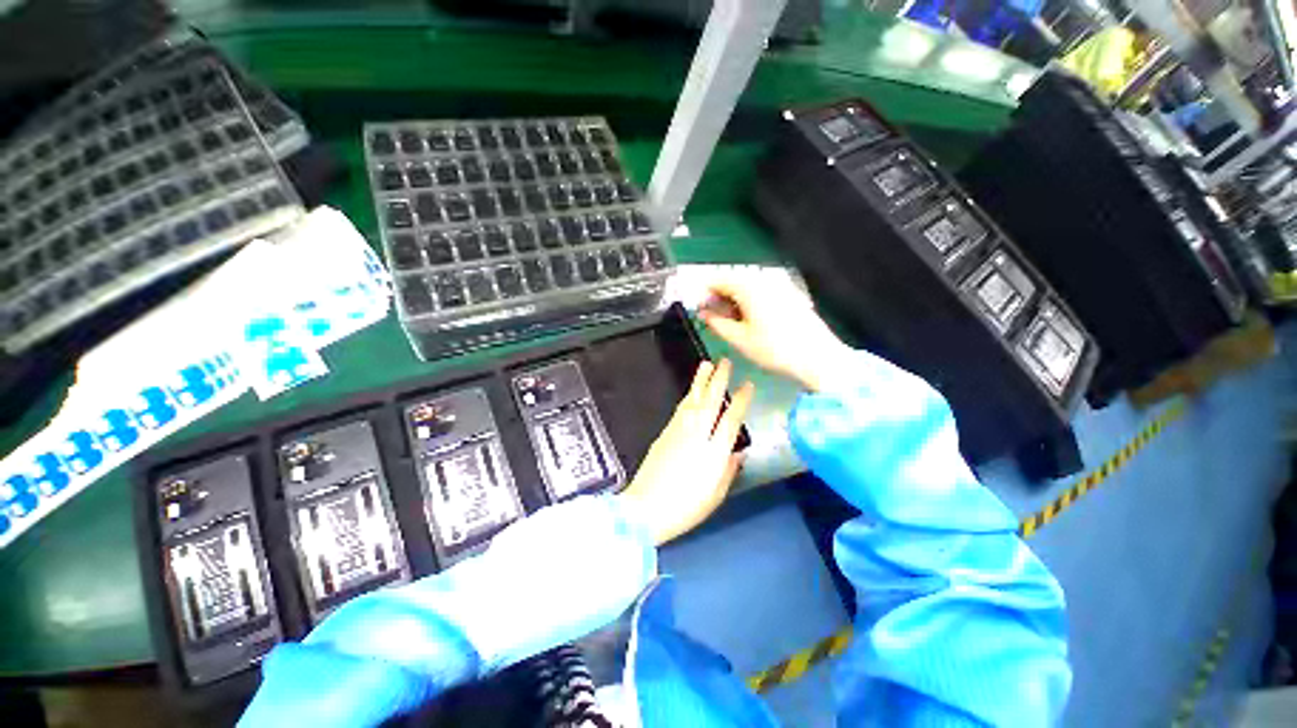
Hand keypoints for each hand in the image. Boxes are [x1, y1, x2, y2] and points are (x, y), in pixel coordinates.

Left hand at [620, 359, 754, 544]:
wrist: (646, 508)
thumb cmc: (686, 507)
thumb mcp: (715, 494)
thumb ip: (728, 469)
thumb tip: (739, 451)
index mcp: (713, 453)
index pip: (731, 420)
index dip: (740, 400)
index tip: (748, 384)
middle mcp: (697, 436)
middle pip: (710, 402)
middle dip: (719, 380)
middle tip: (725, 361)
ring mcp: (678, 431)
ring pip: (692, 400)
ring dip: (700, 381)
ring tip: (707, 364)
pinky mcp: (665, 432)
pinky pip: (680, 409)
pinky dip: (687, 396)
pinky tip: (692, 390)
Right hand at [700, 274, 850, 392]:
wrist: (817, 356)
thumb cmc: (774, 349)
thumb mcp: (739, 339)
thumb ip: (717, 323)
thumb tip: (703, 313)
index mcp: (749, 288)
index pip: (718, 280)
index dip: (704, 293)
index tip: (698, 307)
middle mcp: (764, 281)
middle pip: (734, 282)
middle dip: (719, 297)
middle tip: (711, 317)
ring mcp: (780, 286)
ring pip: (748, 288)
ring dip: (734, 300)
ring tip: (729, 321)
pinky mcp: (790, 295)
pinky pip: (762, 292)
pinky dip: (749, 302)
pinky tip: (749, 320)